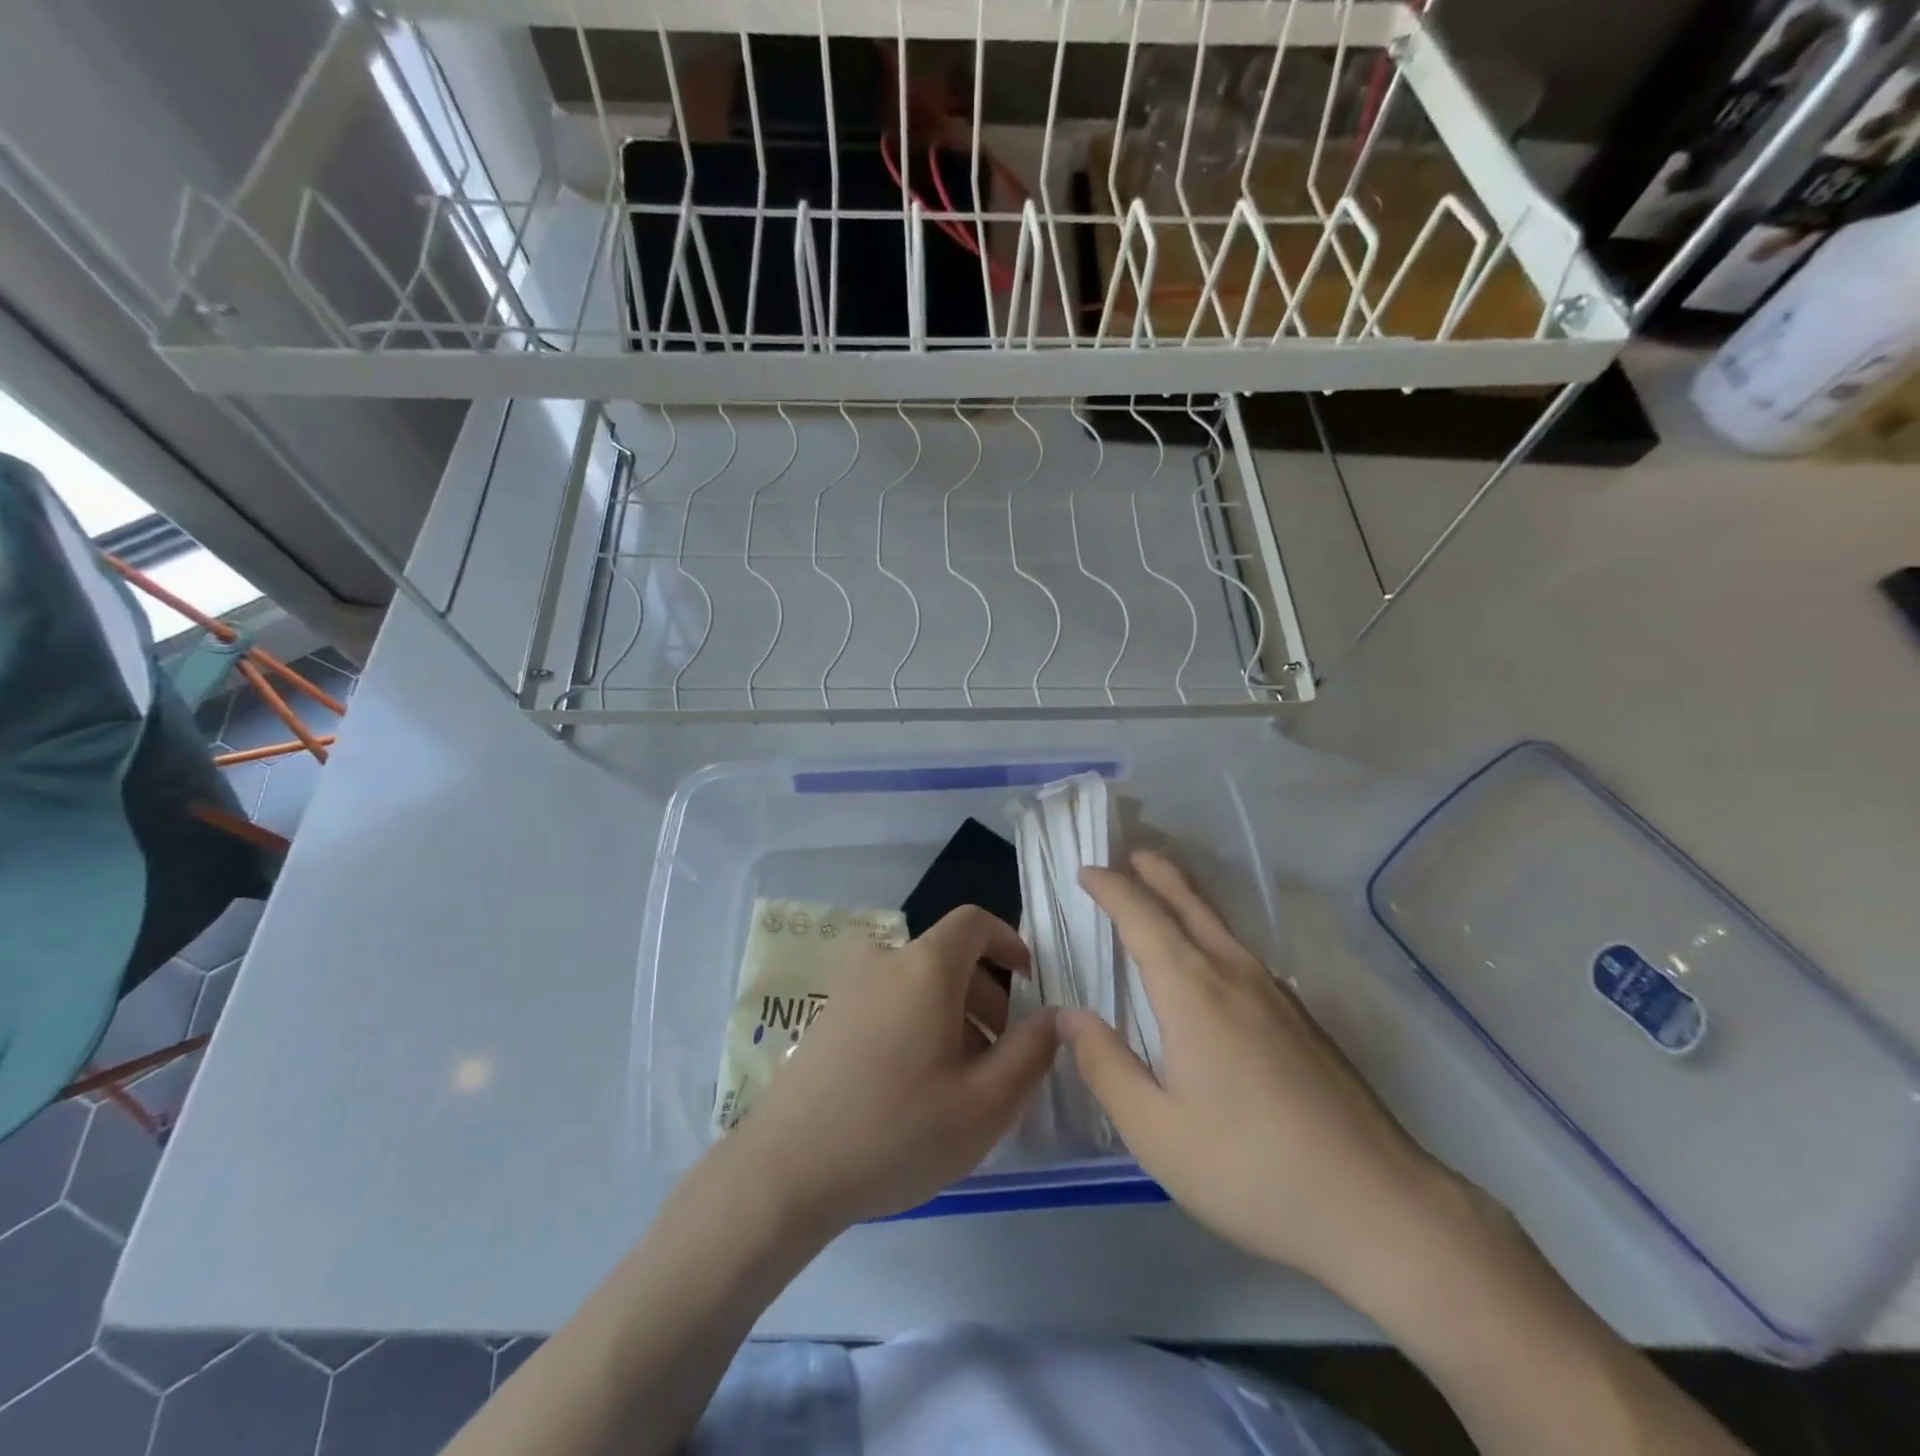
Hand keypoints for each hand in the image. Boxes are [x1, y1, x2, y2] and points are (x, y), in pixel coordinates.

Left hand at [718, 906, 1059, 1229]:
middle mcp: (885, 960)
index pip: (974, 923)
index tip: (1029, 981)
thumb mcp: (985, 1103)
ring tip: (961, 1080)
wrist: (785, 1170)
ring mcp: (849, 986)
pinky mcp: (828, 1015)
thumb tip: (1054, 1015)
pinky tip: (915, 1086)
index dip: (1008, 941)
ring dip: (952, 1015)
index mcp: (925, 966)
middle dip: (986, 996)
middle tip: (1002, 1057)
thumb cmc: (896, 1130)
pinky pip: (889, 1001)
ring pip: (918, 983)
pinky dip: (916, 1023)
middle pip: (948, 957)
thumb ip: (1031, 1052)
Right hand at [1066, 851, 1463, 1303]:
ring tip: (1161, 892)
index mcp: (1192, 989)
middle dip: (1156, 872)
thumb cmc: (1250, 1168)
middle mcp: (1233, 972)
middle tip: (1129, 853)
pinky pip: (1239, 951)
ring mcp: (1275, 992)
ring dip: (1184, 898)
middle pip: (1189, 901)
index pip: (1141, 916)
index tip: (1086, 872)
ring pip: (1219, 924)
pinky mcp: (1301, 1017)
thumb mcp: (1155, 1131)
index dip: (1111, 888)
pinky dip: (1209, 931)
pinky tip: (1208, 962)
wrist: (1377, 1204)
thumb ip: (1106, 1066)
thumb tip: (1069, 1016)